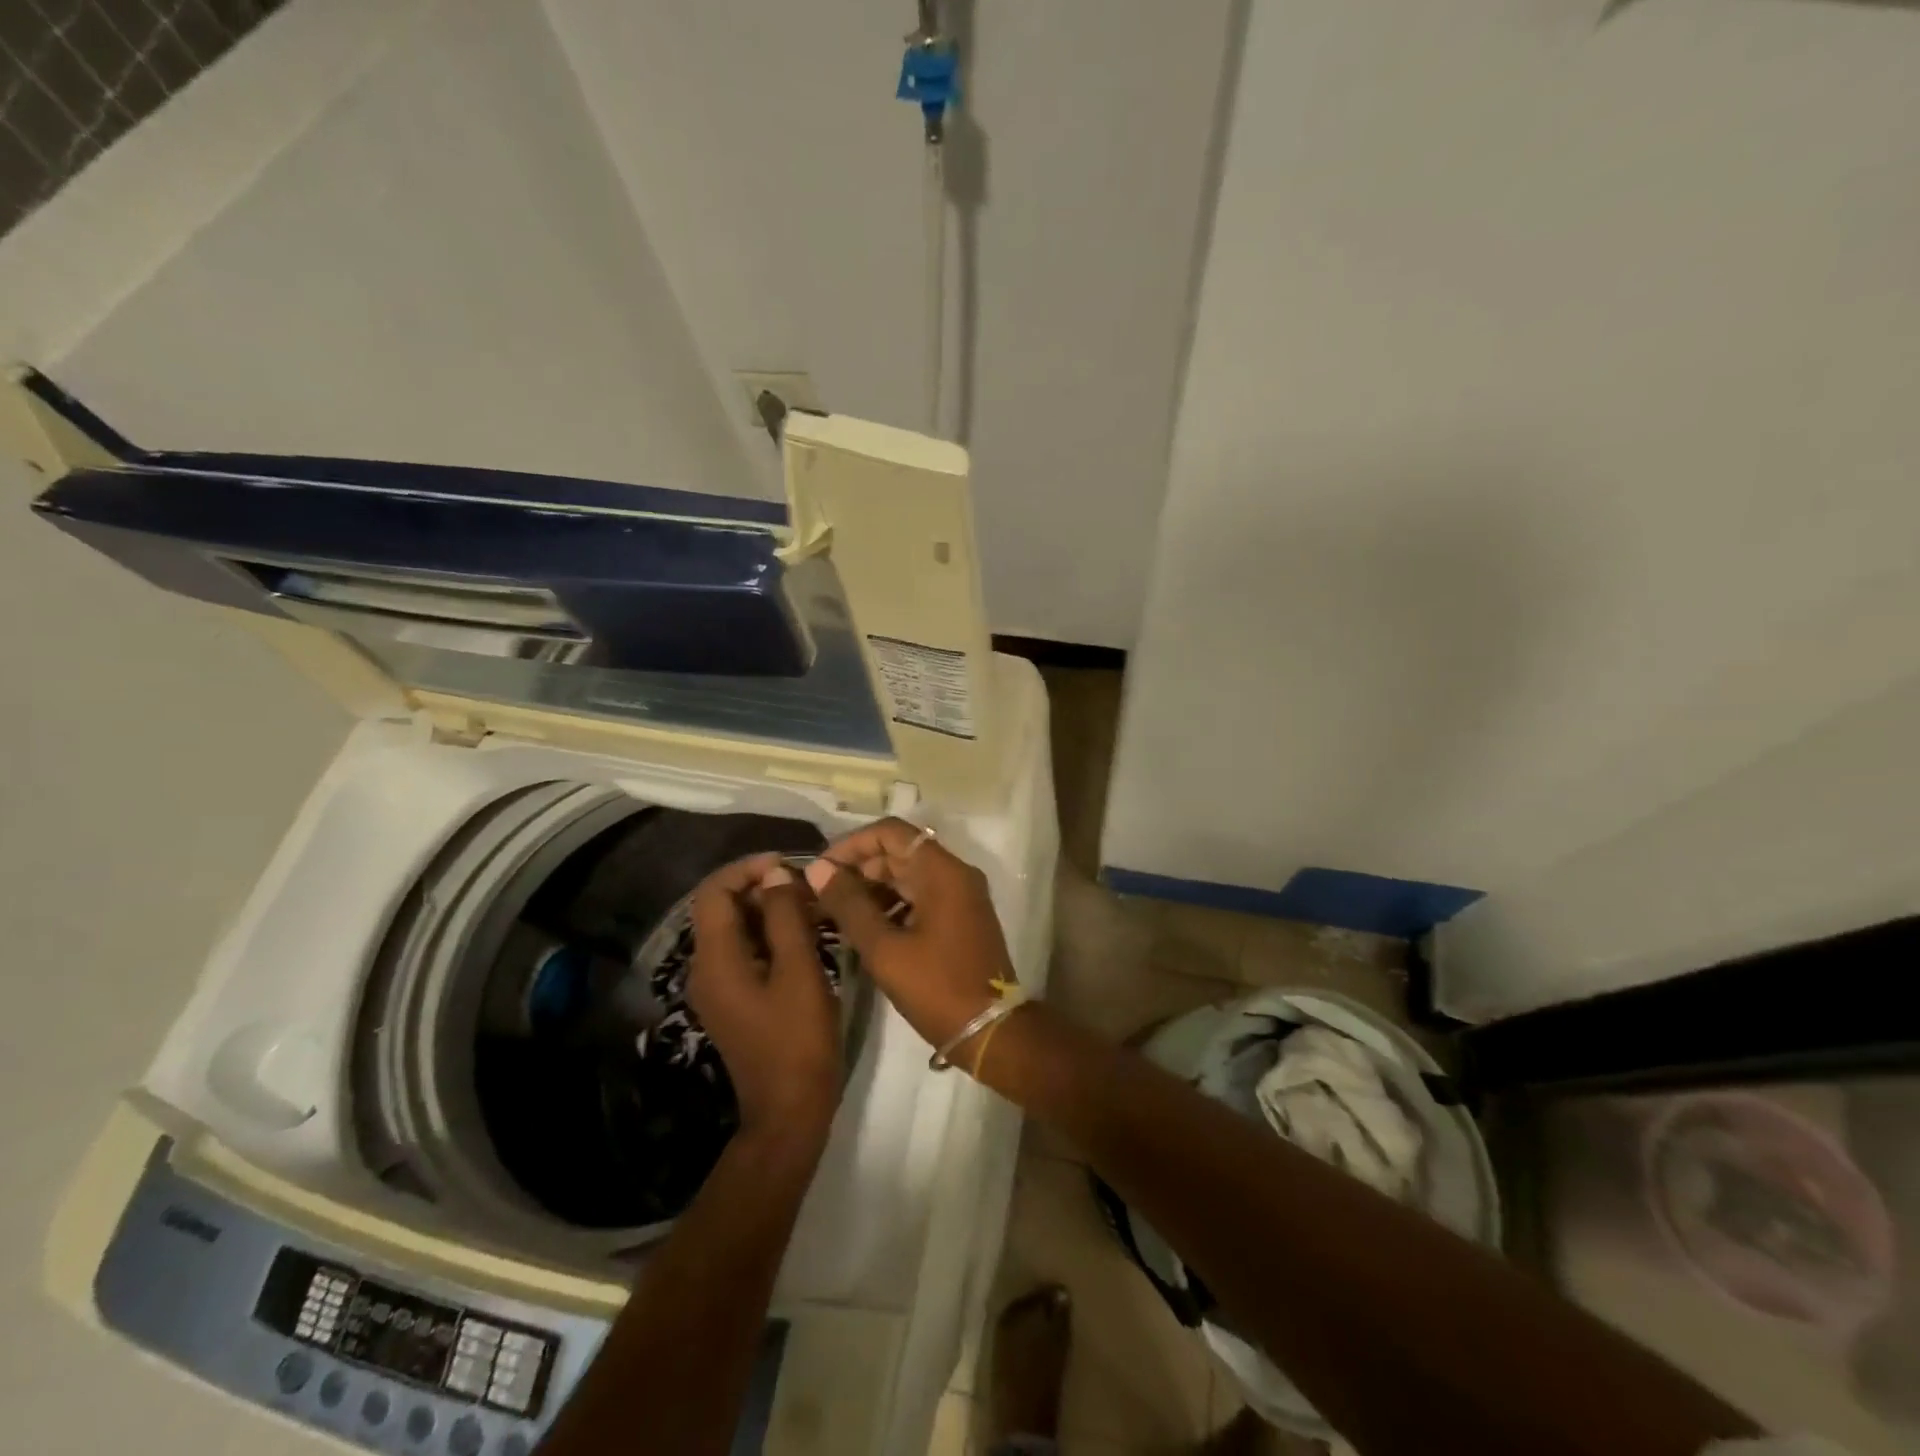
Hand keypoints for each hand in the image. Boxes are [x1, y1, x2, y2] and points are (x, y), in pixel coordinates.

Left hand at [687, 855, 841, 1148]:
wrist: (789, 1111)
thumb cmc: (798, 1039)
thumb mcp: (799, 971)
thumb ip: (785, 917)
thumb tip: (776, 874)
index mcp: (716, 960)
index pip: (714, 893)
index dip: (746, 869)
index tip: (787, 864)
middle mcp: (705, 969)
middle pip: (721, 909)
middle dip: (761, 888)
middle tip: (806, 886)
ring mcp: (717, 988)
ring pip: (734, 930)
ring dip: (767, 911)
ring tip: (811, 906)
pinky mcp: (733, 1001)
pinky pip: (743, 952)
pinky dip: (768, 935)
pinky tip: (803, 936)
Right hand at [803, 819, 1016, 1051]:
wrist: (991, 1030)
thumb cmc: (936, 987)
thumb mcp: (884, 948)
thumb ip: (849, 904)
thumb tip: (818, 869)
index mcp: (942, 871)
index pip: (891, 832)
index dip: (852, 844)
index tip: (822, 869)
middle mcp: (955, 873)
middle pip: (899, 851)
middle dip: (859, 867)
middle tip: (822, 894)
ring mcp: (960, 895)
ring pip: (908, 874)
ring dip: (872, 886)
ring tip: (835, 911)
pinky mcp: (959, 916)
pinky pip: (920, 895)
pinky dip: (891, 903)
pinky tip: (863, 926)